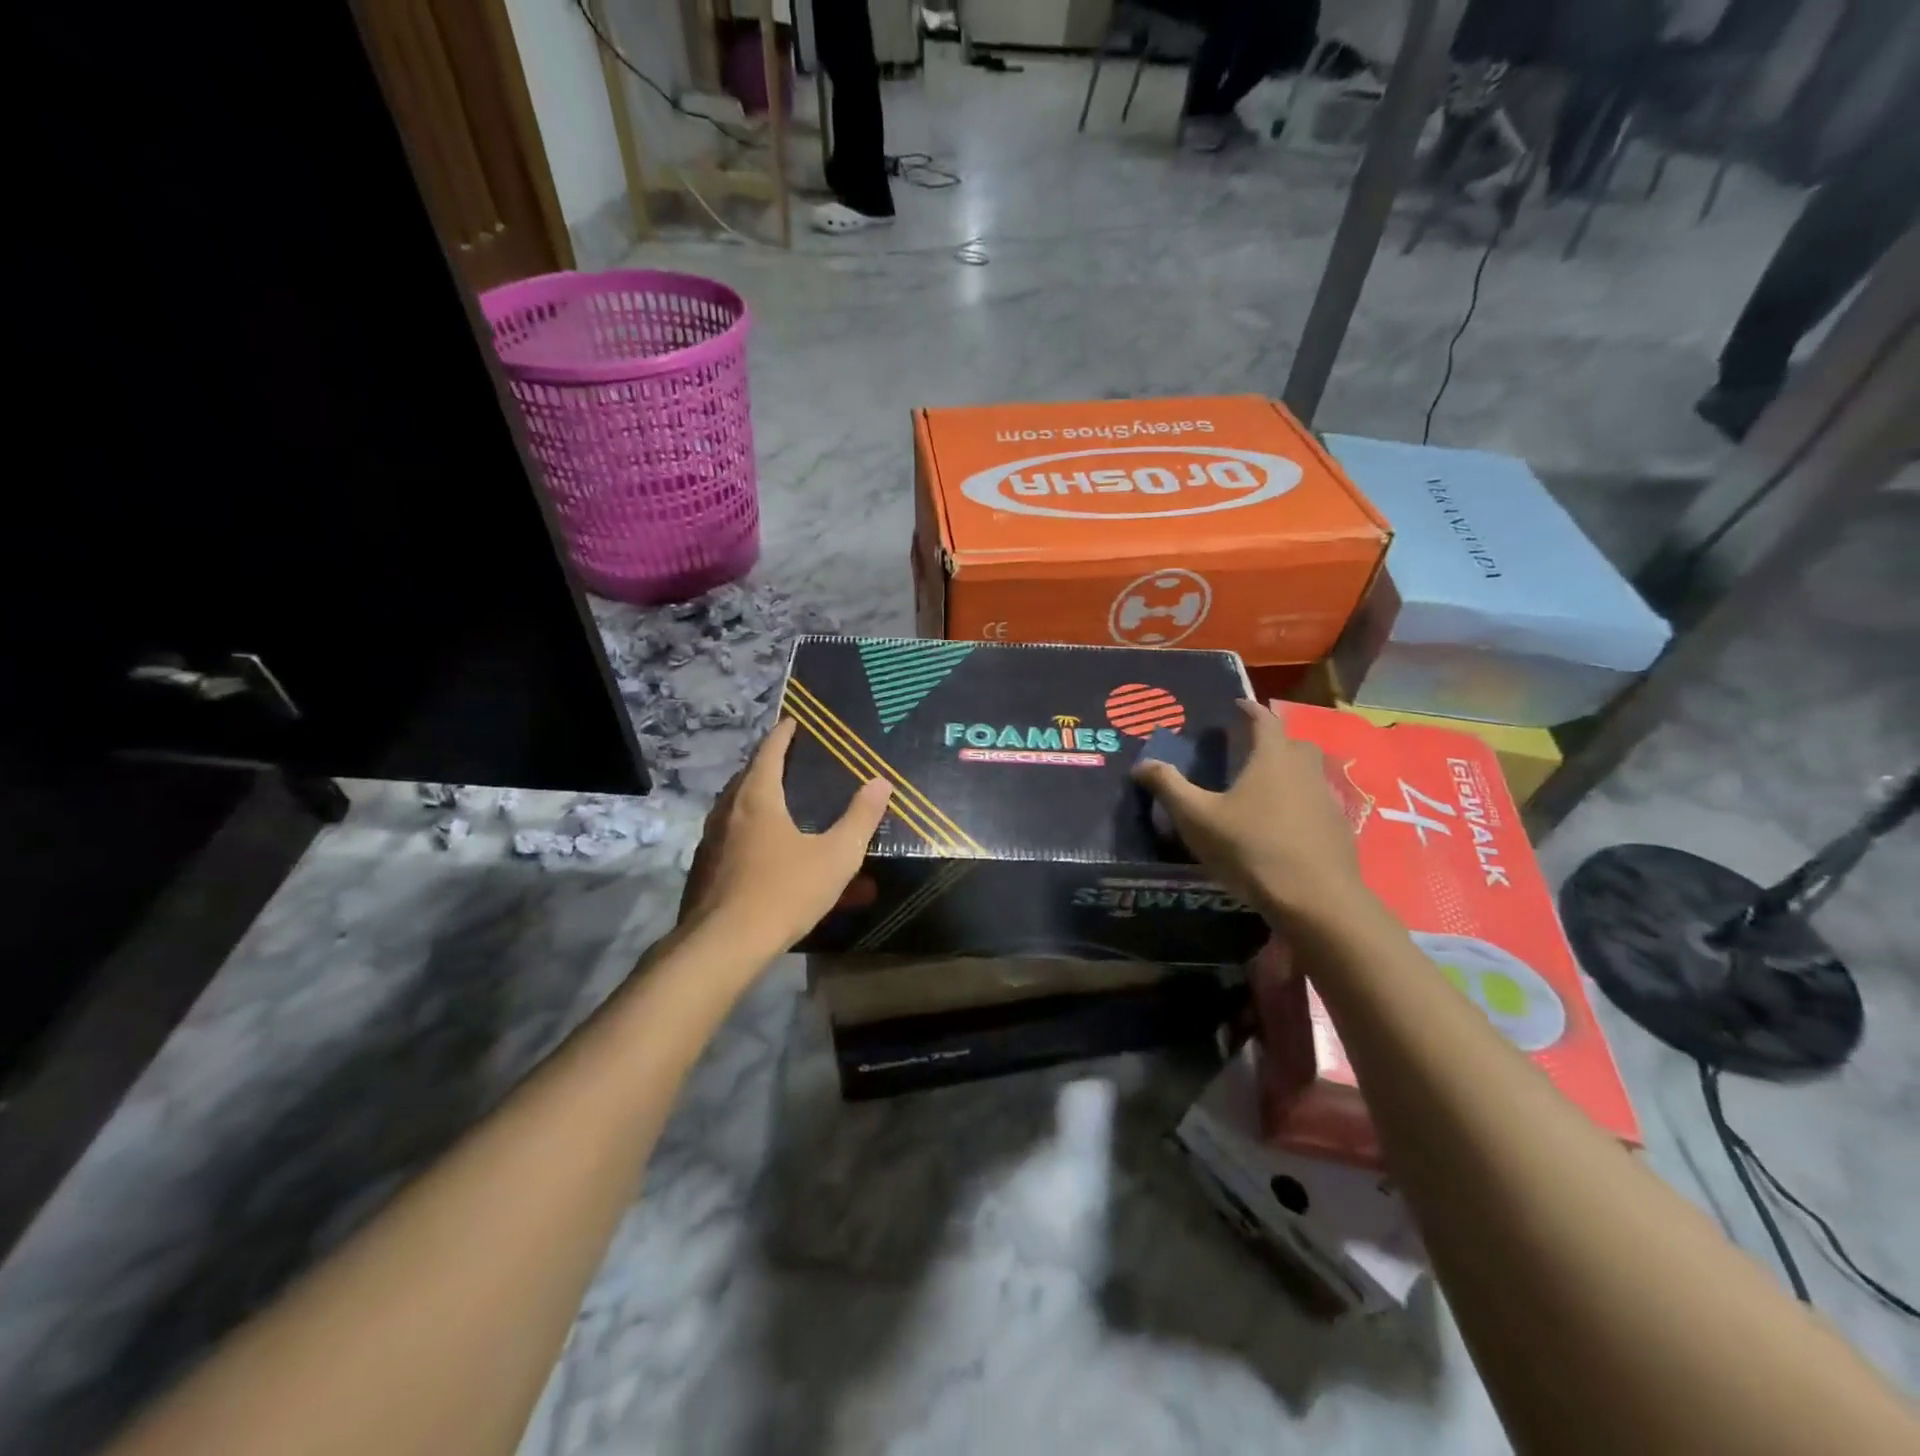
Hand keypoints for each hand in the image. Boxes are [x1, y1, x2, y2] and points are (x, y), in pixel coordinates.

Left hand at [677, 717, 892, 959]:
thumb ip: (860, 819)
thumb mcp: (835, 856)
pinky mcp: (704, 870)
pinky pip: (729, 837)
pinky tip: (762, 850)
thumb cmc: (784, 892)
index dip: (782, 735)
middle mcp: (728, 812)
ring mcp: (711, 842)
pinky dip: (746, 830)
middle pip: (746, 777)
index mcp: (757, 800)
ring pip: (733, 808)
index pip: (769, 753)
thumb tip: (880, 782)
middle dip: (766, 764)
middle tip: (788, 759)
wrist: (724, 944)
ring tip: (776, 800)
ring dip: (754, 797)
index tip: (792, 722)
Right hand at [1131, 699, 1367, 924]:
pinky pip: (1317, 805)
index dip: (1249, 709)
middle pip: (1293, 744)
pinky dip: (1300, 805)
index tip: (1237, 705)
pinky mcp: (1339, 830)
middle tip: (1248, 752)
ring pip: (1309, 775)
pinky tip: (1283, 827)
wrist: (1316, 900)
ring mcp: (1328, 800)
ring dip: (1288, 775)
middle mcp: (1305, 770)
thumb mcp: (1197, 818)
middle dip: (1273, 742)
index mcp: (1272, 758)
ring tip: (1262, 792)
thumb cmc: (1251, 848)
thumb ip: (1169, 787)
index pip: (1264, 720)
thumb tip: (1142, 764)